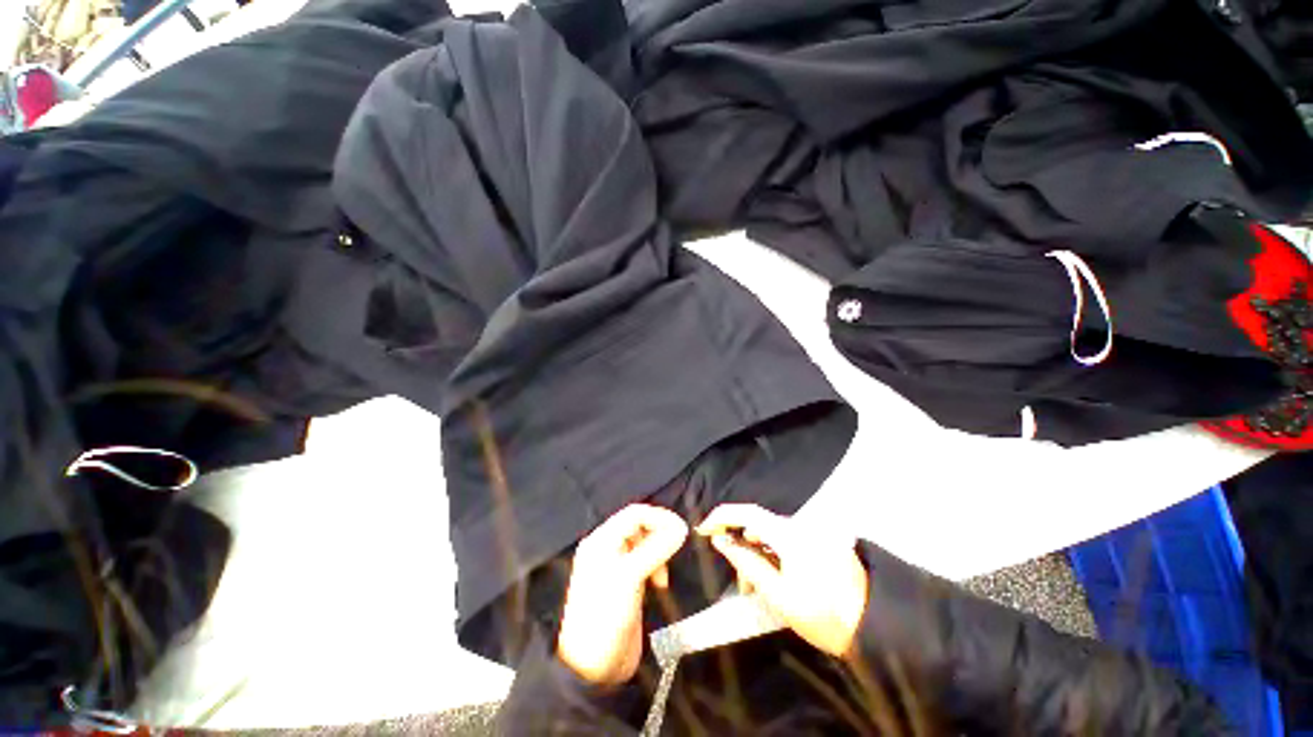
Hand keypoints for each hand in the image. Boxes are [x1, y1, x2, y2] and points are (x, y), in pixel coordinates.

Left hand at [556, 504, 688, 685]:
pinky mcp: (626, 584)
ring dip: (659, 552)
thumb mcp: (630, 577)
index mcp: (601, 540)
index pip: (634, 514)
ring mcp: (617, 567)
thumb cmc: (606, 615)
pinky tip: (659, 584)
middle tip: (674, 552)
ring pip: (645, 544)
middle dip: (659, 535)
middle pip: (640, 527)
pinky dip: (656, 567)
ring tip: (663, 575)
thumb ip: (656, 548)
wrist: (591, 669)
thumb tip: (682, 527)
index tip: (682, 529)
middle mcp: (607, 548)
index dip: (658, 517)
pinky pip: (646, 562)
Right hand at [698, 504, 867, 657]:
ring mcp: (813, 531)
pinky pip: (787, 540)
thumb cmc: (824, 616)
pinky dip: (773, 554)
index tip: (703, 530)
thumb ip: (747, 563)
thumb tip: (721, 541)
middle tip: (736, 579)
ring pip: (772, 534)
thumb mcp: (779, 595)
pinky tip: (774, 579)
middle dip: (741, 545)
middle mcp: (801, 525)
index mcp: (790, 534)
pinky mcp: (821, 541)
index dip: (721, 517)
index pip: (747, 513)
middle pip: (759, 524)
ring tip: (755, 587)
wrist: (875, 628)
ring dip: (757, 553)